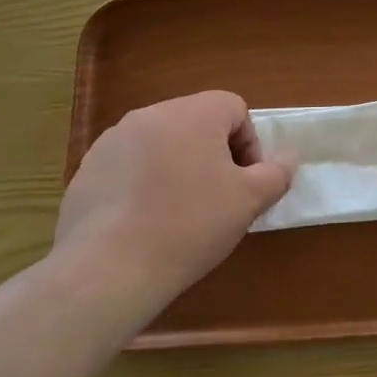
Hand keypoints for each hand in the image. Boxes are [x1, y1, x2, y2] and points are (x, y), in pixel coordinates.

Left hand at [56, 91, 294, 302]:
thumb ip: (276, 173)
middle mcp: (150, 115)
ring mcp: (112, 141)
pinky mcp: (88, 170)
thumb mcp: (249, 200)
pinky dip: (145, 184)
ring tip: (181, 212)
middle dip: (215, 155)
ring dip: (180, 167)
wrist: (109, 268)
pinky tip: (146, 222)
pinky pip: (130, 166)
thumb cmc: (190, 225)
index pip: (234, 108)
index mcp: (192, 113)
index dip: (250, 143)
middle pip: (197, 122)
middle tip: (220, 198)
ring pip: (162, 143)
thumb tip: (288, 157)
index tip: (246, 182)